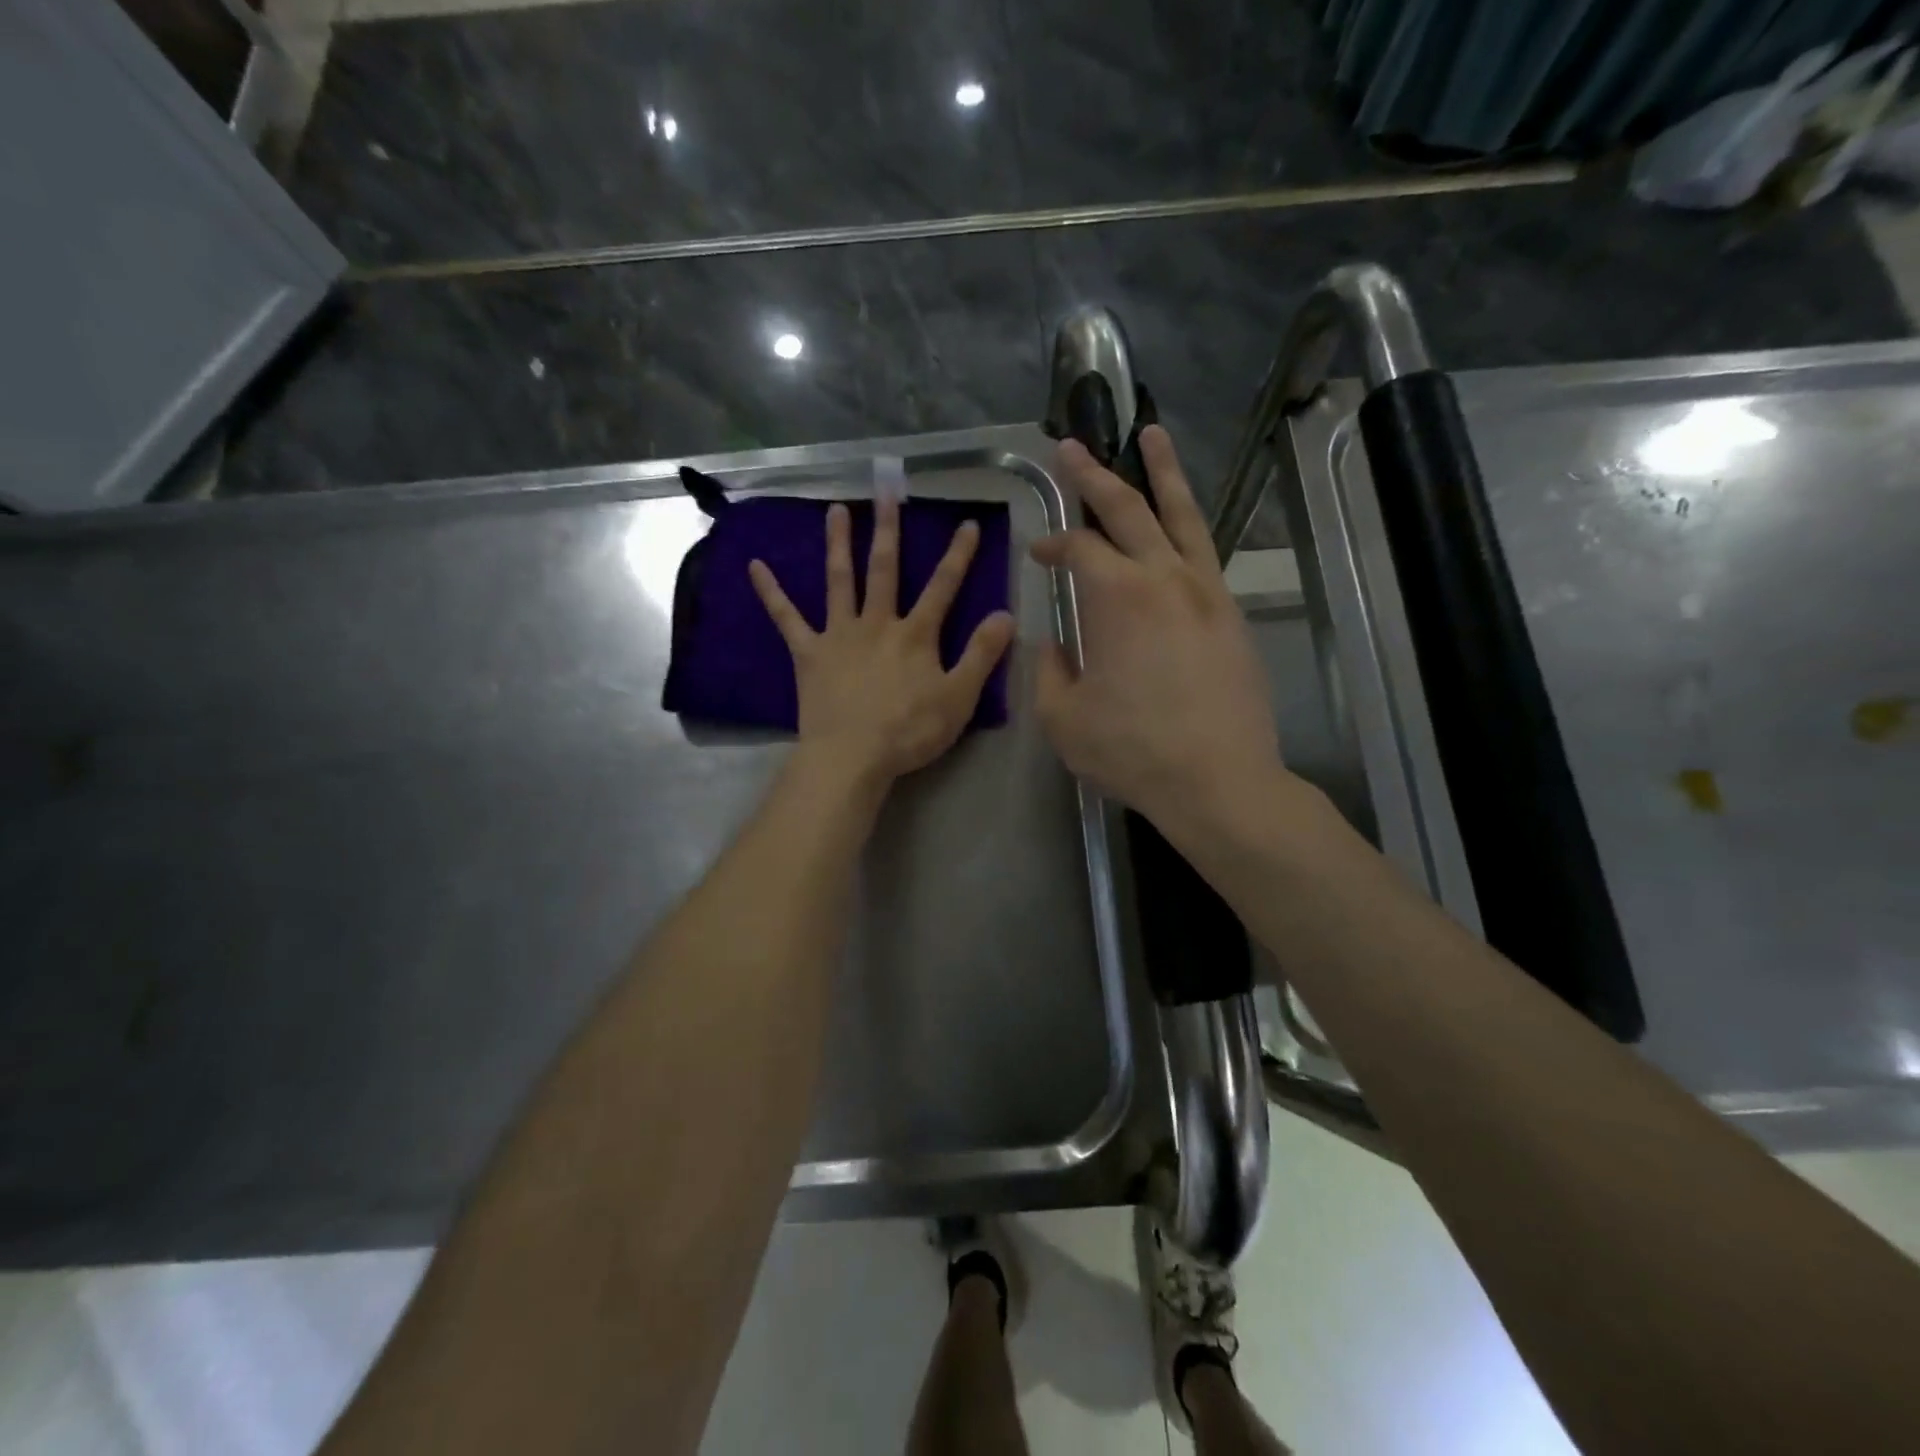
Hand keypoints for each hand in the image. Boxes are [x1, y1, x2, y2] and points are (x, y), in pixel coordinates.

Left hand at [750, 498, 1015, 789]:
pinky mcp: (809, 653)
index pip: (943, 587)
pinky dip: (771, 593)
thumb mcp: (959, 698)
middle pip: (885, 569)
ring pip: (839, 581)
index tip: (967, 523)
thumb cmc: (909, 731)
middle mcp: (877, 623)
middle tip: (886, 491)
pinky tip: (755, 567)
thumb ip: (982, 655)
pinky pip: (786, 618)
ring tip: (835, 510)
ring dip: (838, 544)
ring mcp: (839, 635)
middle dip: (889, 529)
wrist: (851, 756)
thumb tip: (1005, 615)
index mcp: (915, 635)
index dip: (958, 555)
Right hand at [1032, 428, 1282, 841]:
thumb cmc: (1132, 751)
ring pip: (1182, 516)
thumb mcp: (1063, 718)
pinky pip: (1206, 552)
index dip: (1052, 544)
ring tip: (1151, 434)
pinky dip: (1189, 524)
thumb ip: (1048, 671)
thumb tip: (1054, 643)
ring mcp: (1206, 592)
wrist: (1219, 781)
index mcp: (1116, 597)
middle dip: (1094, 475)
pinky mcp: (1231, 614)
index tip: (1037, 553)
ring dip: (1162, 472)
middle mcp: (1164, 578)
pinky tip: (1180, 523)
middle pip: (1127, 509)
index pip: (1078, 548)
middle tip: (1072, 446)